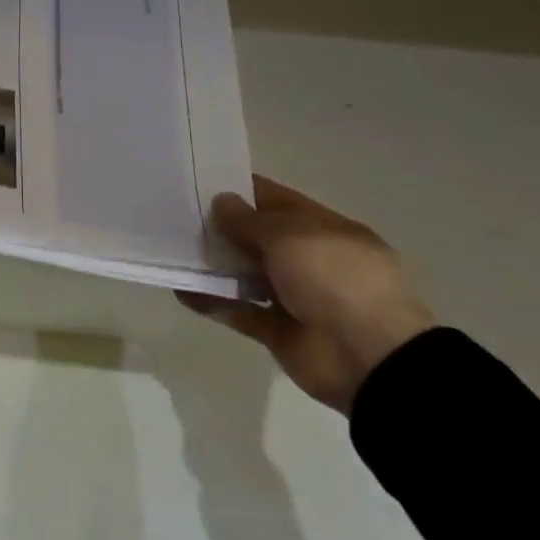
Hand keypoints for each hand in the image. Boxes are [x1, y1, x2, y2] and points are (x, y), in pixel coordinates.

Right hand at [179, 177, 433, 413]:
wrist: (368, 357)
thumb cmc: (334, 278)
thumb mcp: (290, 235)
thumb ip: (249, 220)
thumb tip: (221, 202)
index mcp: (325, 230)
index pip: (277, 200)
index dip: (241, 189)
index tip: (199, 182)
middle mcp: (309, 260)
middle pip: (257, 237)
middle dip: (221, 226)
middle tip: (175, 214)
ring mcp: (294, 297)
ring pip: (244, 274)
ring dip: (213, 264)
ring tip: (171, 250)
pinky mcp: (277, 330)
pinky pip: (237, 310)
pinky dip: (211, 301)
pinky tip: (179, 289)